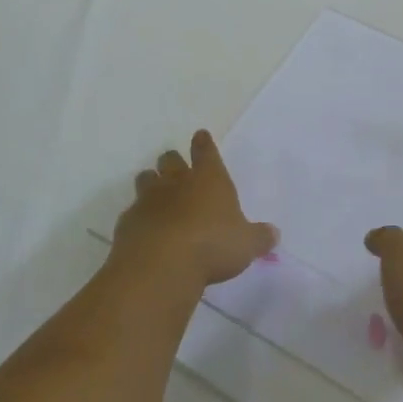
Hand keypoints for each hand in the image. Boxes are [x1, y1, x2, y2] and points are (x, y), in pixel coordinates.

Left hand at [112, 130, 276, 291]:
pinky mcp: (128, 222)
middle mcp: (177, 182)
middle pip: (170, 160)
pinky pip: (132, 211)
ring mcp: (149, 200)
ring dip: (151, 182)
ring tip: (156, 193)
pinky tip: (144, 229)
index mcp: (209, 179)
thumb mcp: (246, 245)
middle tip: (176, 167)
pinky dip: (139, 216)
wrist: (160, 266)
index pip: (206, 151)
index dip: (204, 143)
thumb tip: (274, 234)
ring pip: (146, 179)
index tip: (200, 135)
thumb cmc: (212, 246)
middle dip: (173, 161)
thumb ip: (259, 237)